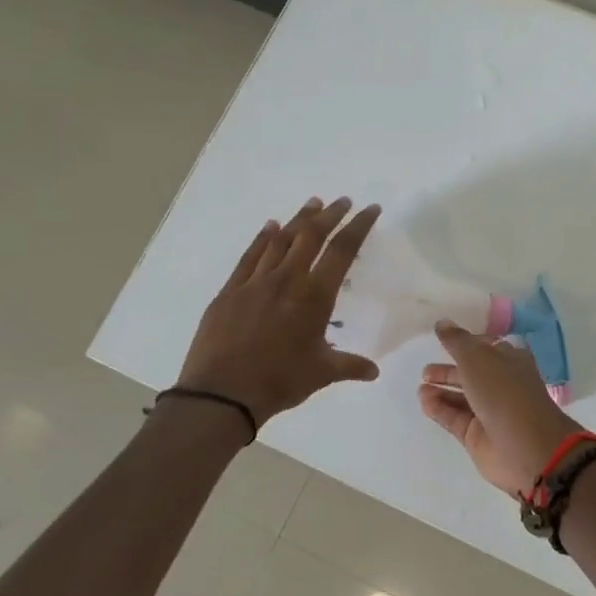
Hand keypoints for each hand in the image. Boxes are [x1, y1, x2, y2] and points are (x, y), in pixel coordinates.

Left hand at [177, 197, 381, 427]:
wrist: (221, 394)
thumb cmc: (279, 382)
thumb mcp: (321, 374)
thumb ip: (349, 366)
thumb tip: (374, 371)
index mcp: (314, 296)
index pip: (342, 251)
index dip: (358, 226)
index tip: (370, 209)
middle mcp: (287, 280)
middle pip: (311, 235)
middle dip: (330, 214)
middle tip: (343, 201)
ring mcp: (255, 282)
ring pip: (281, 240)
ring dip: (299, 219)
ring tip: (313, 204)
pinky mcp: (230, 291)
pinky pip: (250, 256)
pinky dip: (262, 238)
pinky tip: (270, 227)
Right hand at [418, 322, 577, 496]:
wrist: (527, 448)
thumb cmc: (504, 392)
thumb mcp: (478, 358)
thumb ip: (457, 341)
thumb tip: (442, 323)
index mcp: (510, 360)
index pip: (485, 347)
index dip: (465, 342)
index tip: (441, 339)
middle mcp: (501, 384)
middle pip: (471, 373)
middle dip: (449, 370)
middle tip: (425, 370)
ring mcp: (490, 411)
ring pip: (462, 397)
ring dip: (442, 390)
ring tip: (421, 386)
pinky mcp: (478, 436)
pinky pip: (455, 418)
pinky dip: (440, 409)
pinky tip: (424, 401)